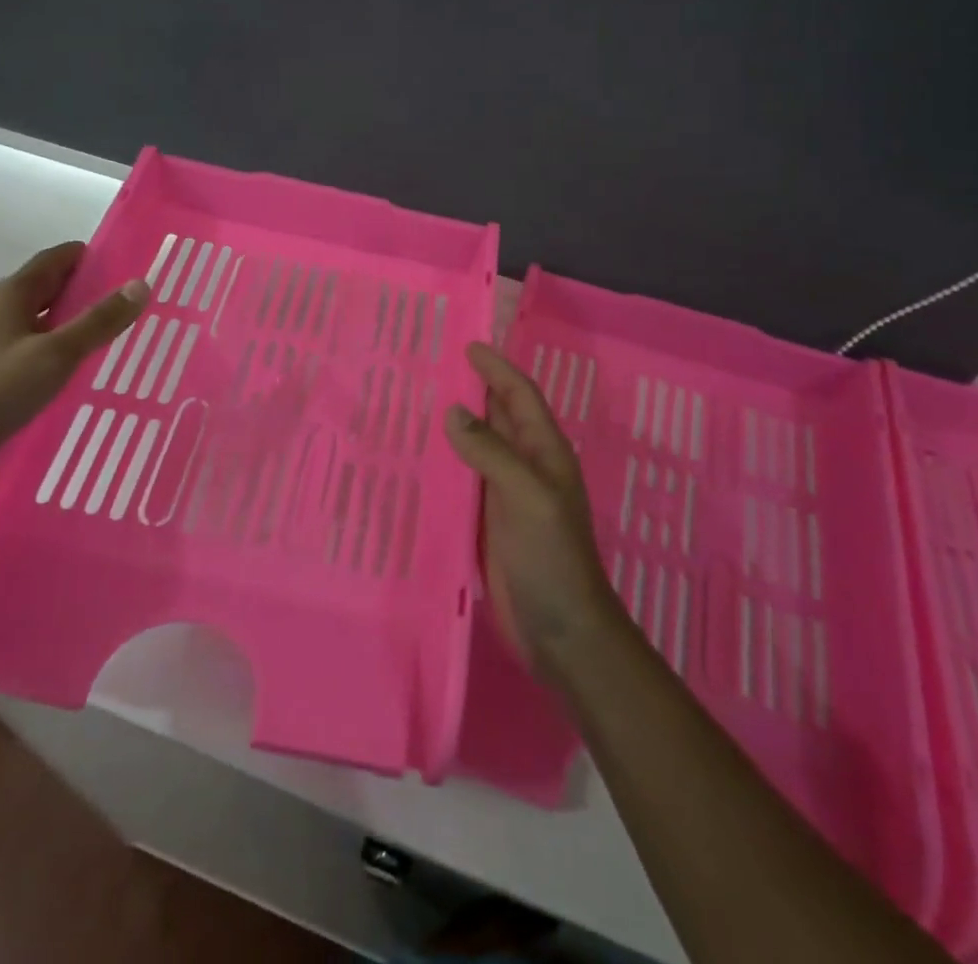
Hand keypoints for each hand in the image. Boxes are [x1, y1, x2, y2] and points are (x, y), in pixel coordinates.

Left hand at [0, 242, 148, 476]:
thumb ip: (99, 321)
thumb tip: (141, 284)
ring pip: (33, 320)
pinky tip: (63, 371)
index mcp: (11, 295)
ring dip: (65, 322)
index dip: (89, 257)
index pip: (56, 259)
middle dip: (82, 290)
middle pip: (44, 288)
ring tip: (102, 337)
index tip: (125, 266)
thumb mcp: (56, 355)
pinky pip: (22, 347)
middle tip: (123, 303)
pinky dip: (48, 348)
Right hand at [445, 342, 623, 685]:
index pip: (520, 396)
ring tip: (416, 403)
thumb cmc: (551, 557)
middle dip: (473, 389)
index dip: (497, 369)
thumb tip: (454, 411)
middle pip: (498, 416)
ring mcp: (506, 495)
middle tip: (433, 367)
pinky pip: (463, 481)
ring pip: (478, 447)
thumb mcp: (526, 496)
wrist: (560, 630)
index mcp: (545, 452)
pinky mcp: (487, 523)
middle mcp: (526, 466)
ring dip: (456, 425)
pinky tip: (418, 459)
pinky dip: (445, 463)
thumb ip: (491, 452)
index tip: (467, 346)